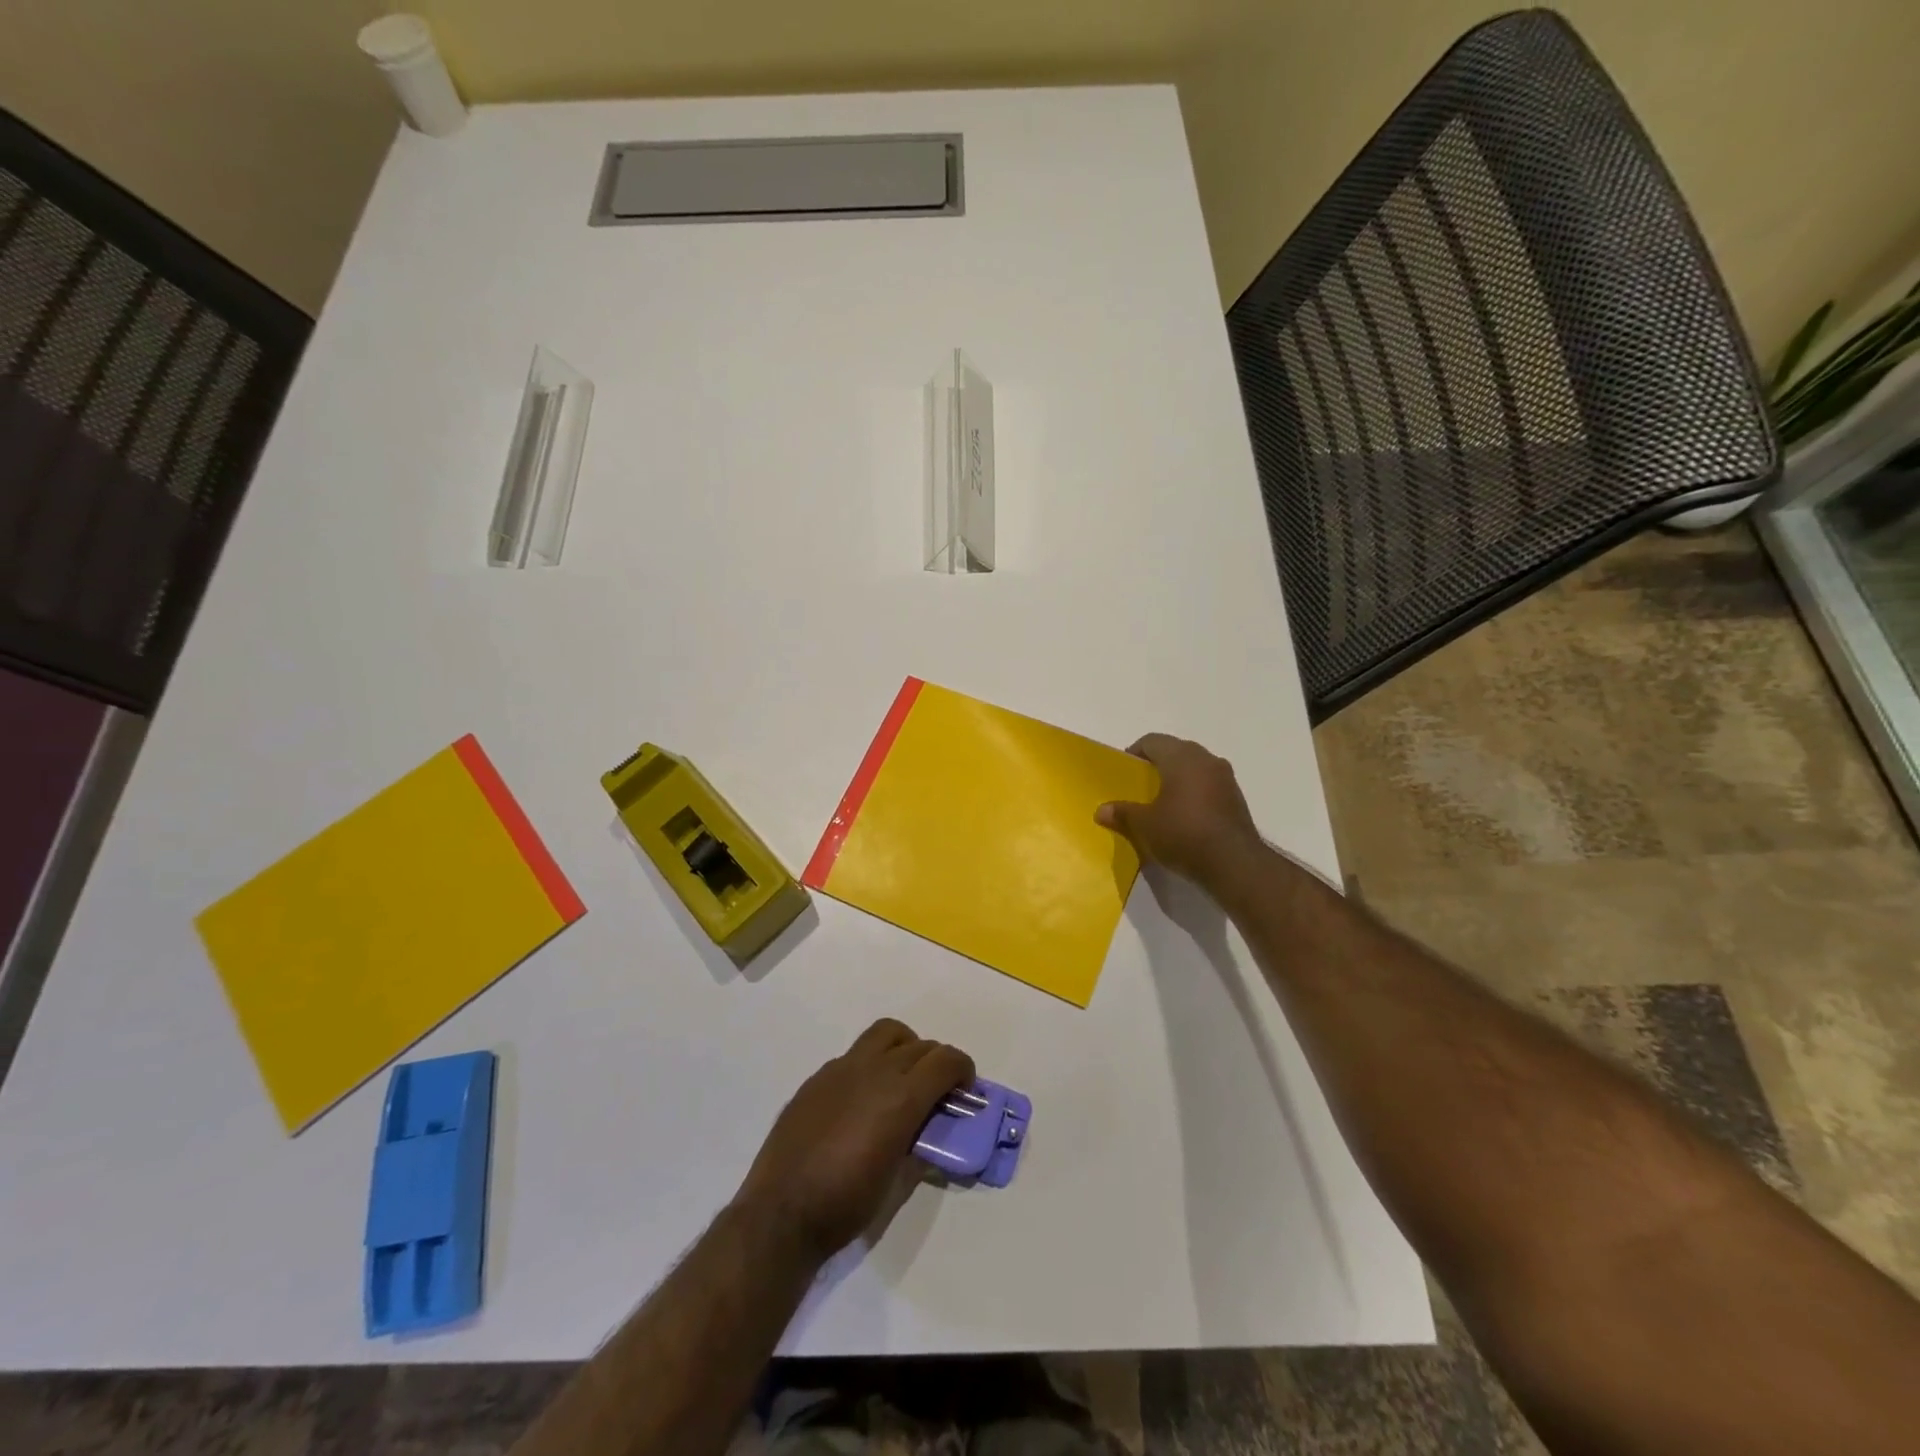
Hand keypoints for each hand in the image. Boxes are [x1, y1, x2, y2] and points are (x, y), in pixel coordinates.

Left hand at [734, 1019, 973, 1263]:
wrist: (781, 1213)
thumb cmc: (846, 1205)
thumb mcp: (896, 1181)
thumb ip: (919, 1145)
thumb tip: (929, 1130)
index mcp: (901, 1097)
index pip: (945, 1060)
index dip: (963, 1069)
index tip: (965, 1089)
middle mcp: (875, 1070)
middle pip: (920, 1046)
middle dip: (937, 1063)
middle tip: (938, 1091)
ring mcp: (842, 1068)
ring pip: (886, 1034)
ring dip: (905, 1048)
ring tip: (902, 1078)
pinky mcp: (817, 1077)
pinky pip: (855, 1055)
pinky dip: (871, 1065)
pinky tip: (862, 1099)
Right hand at [1096, 733, 1263, 887]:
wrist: (1234, 864)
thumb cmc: (1183, 833)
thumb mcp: (1144, 825)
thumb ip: (1122, 813)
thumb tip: (1101, 811)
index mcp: (1181, 757)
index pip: (1152, 741)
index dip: (1135, 753)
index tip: (1124, 773)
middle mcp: (1206, 759)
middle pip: (1175, 752)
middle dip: (1157, 766)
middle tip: (1140, 788)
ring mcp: (1226, 778)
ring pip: (1195, 769)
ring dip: (1178, 780)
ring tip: (1162, 804)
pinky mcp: (1237, 799)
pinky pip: (1209, 787)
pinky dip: (1194, 795)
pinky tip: (1184, 818)